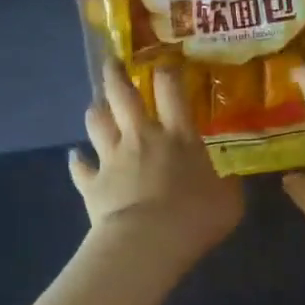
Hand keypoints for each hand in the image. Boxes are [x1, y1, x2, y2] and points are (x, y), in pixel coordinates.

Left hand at [70, 60, 243, 274]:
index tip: (164, 62)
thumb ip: (228, 185)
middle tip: (112, 62)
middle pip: (122, 95)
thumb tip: (230, 179)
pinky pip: (79, 167)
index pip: (171, 89)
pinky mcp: (92, 183)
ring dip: (96, 112)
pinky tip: (74, 158)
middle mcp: (142, 137)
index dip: (167, 71)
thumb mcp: (229, 201)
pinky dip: (77, 161)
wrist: (148, 242)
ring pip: (96, 122)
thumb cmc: (195, 217)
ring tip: (97, 107)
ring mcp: (112, 158)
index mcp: (178, 135)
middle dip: (116, 74)